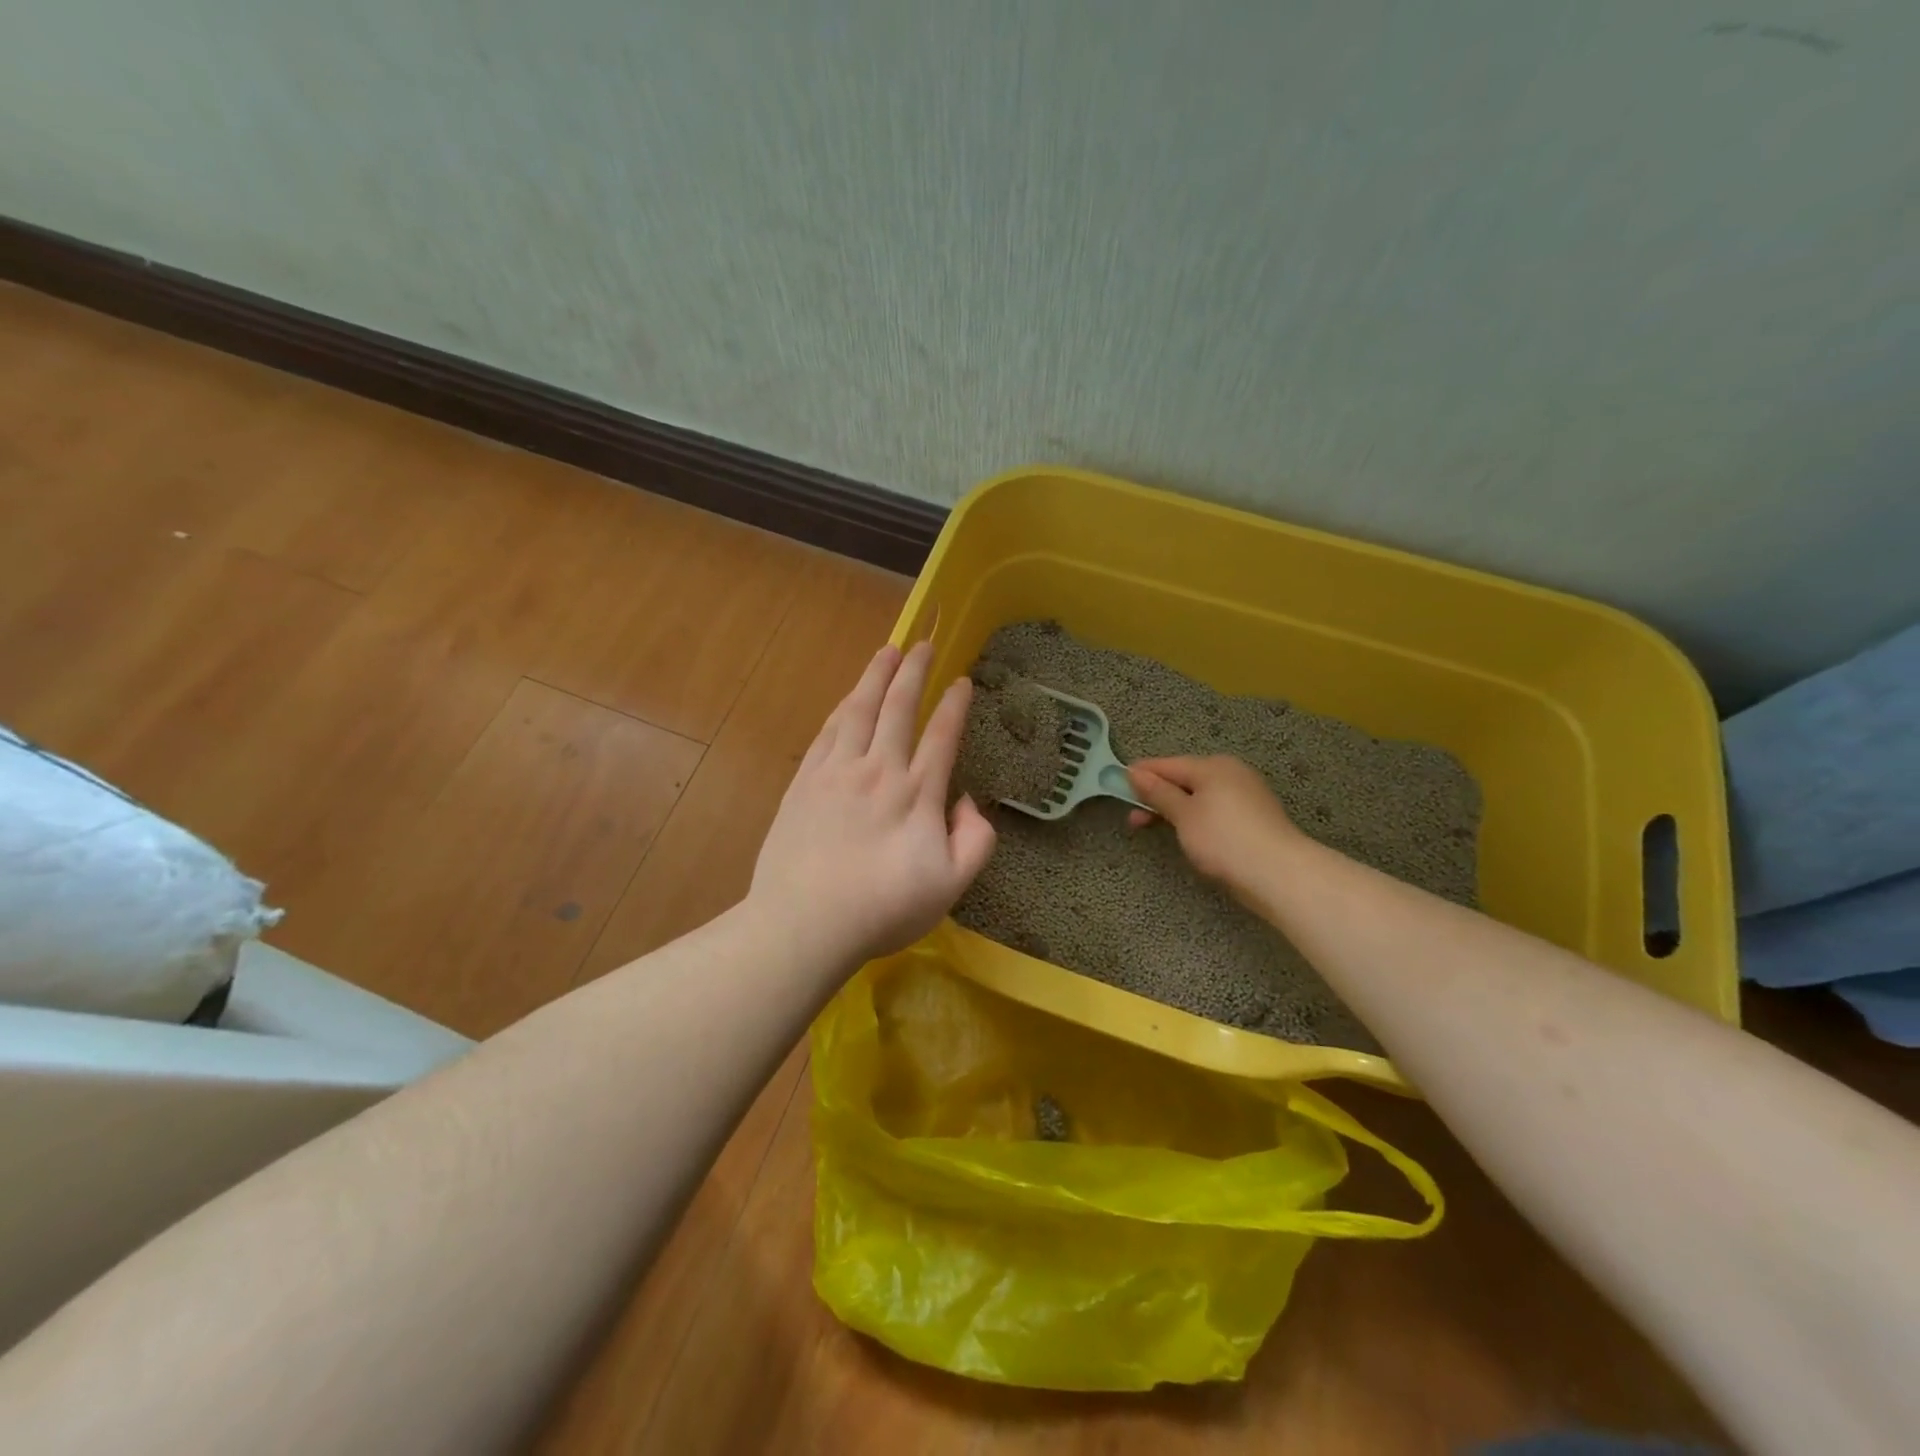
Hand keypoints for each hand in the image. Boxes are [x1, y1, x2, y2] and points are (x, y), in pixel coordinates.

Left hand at [749, 641, 996, 968]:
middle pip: (899, 707)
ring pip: (859, 710)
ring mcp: (837, 772)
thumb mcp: (951, 886)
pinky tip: (847, 698)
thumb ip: (975, 840)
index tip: (962, 680)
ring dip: (875, 676)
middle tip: (922, 642)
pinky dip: (842, 708)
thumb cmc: (883, 909)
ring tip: (887, 651)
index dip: (954, 705)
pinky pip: (827, 732)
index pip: (941, 735)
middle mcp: (879, 770)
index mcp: (917, 793)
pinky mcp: (804, 782)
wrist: (805, 923)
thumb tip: (968, 801)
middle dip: (914, 671)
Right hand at [1127, 756, 1304, 901]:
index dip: (1141, 774)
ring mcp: (1245, 796)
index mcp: (1213, 766)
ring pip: (1199, 797)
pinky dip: (1195, 818)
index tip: (1116, 783)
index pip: (1168, 764)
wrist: (1279, 874)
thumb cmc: (1223, 839)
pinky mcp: (1253, 819)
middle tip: (1133, 818)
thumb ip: (1158, 792)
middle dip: (1156, 796)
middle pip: (1184, 779)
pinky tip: (1187, 835)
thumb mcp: (1183, 814)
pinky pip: (1214, 810)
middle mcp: (1231, 773)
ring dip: (1174, 809)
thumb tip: (1135, 772)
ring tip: (1154, 828)